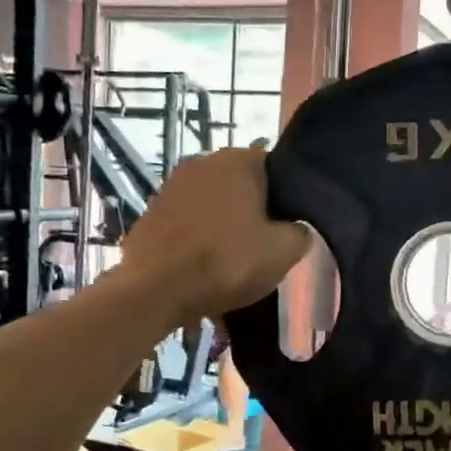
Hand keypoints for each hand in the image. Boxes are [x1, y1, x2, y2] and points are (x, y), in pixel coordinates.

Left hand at [117, 148, 308, 322]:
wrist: (156, 290)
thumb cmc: (227, 261)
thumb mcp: (284, 251)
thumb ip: (300, 232)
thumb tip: (297, 228)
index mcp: (237, 161)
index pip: (273, 166)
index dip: (284, 195)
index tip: (289, 223)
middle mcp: (202, 163)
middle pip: (240, 185)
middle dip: (252, 209)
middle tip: (264, 243)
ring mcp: (171, 187)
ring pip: (211, 204)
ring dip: (223, 225)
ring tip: (233, 260)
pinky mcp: (150, 214)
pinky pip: (186, 224)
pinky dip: (197, 240)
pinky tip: (204, 267)